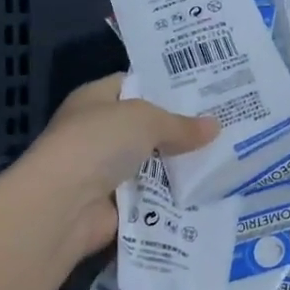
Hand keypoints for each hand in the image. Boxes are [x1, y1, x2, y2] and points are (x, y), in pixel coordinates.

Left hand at [18, 75, 217, 263]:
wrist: (63, 206)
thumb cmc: (97, 144)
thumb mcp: (144, 120)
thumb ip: (179, 124)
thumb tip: (214, 127)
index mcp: (95, 99)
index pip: (134, 84)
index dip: (166, 86)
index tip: (205, 89)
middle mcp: (98, 132)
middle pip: (147, 127)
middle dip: (181, 129)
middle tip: (225, 124)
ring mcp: (106, 171)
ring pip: (153, 164)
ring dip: (181, 167)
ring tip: (227, 158)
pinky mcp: (116, 205)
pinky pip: (153, 197)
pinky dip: (174, 198)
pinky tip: (209, 193)